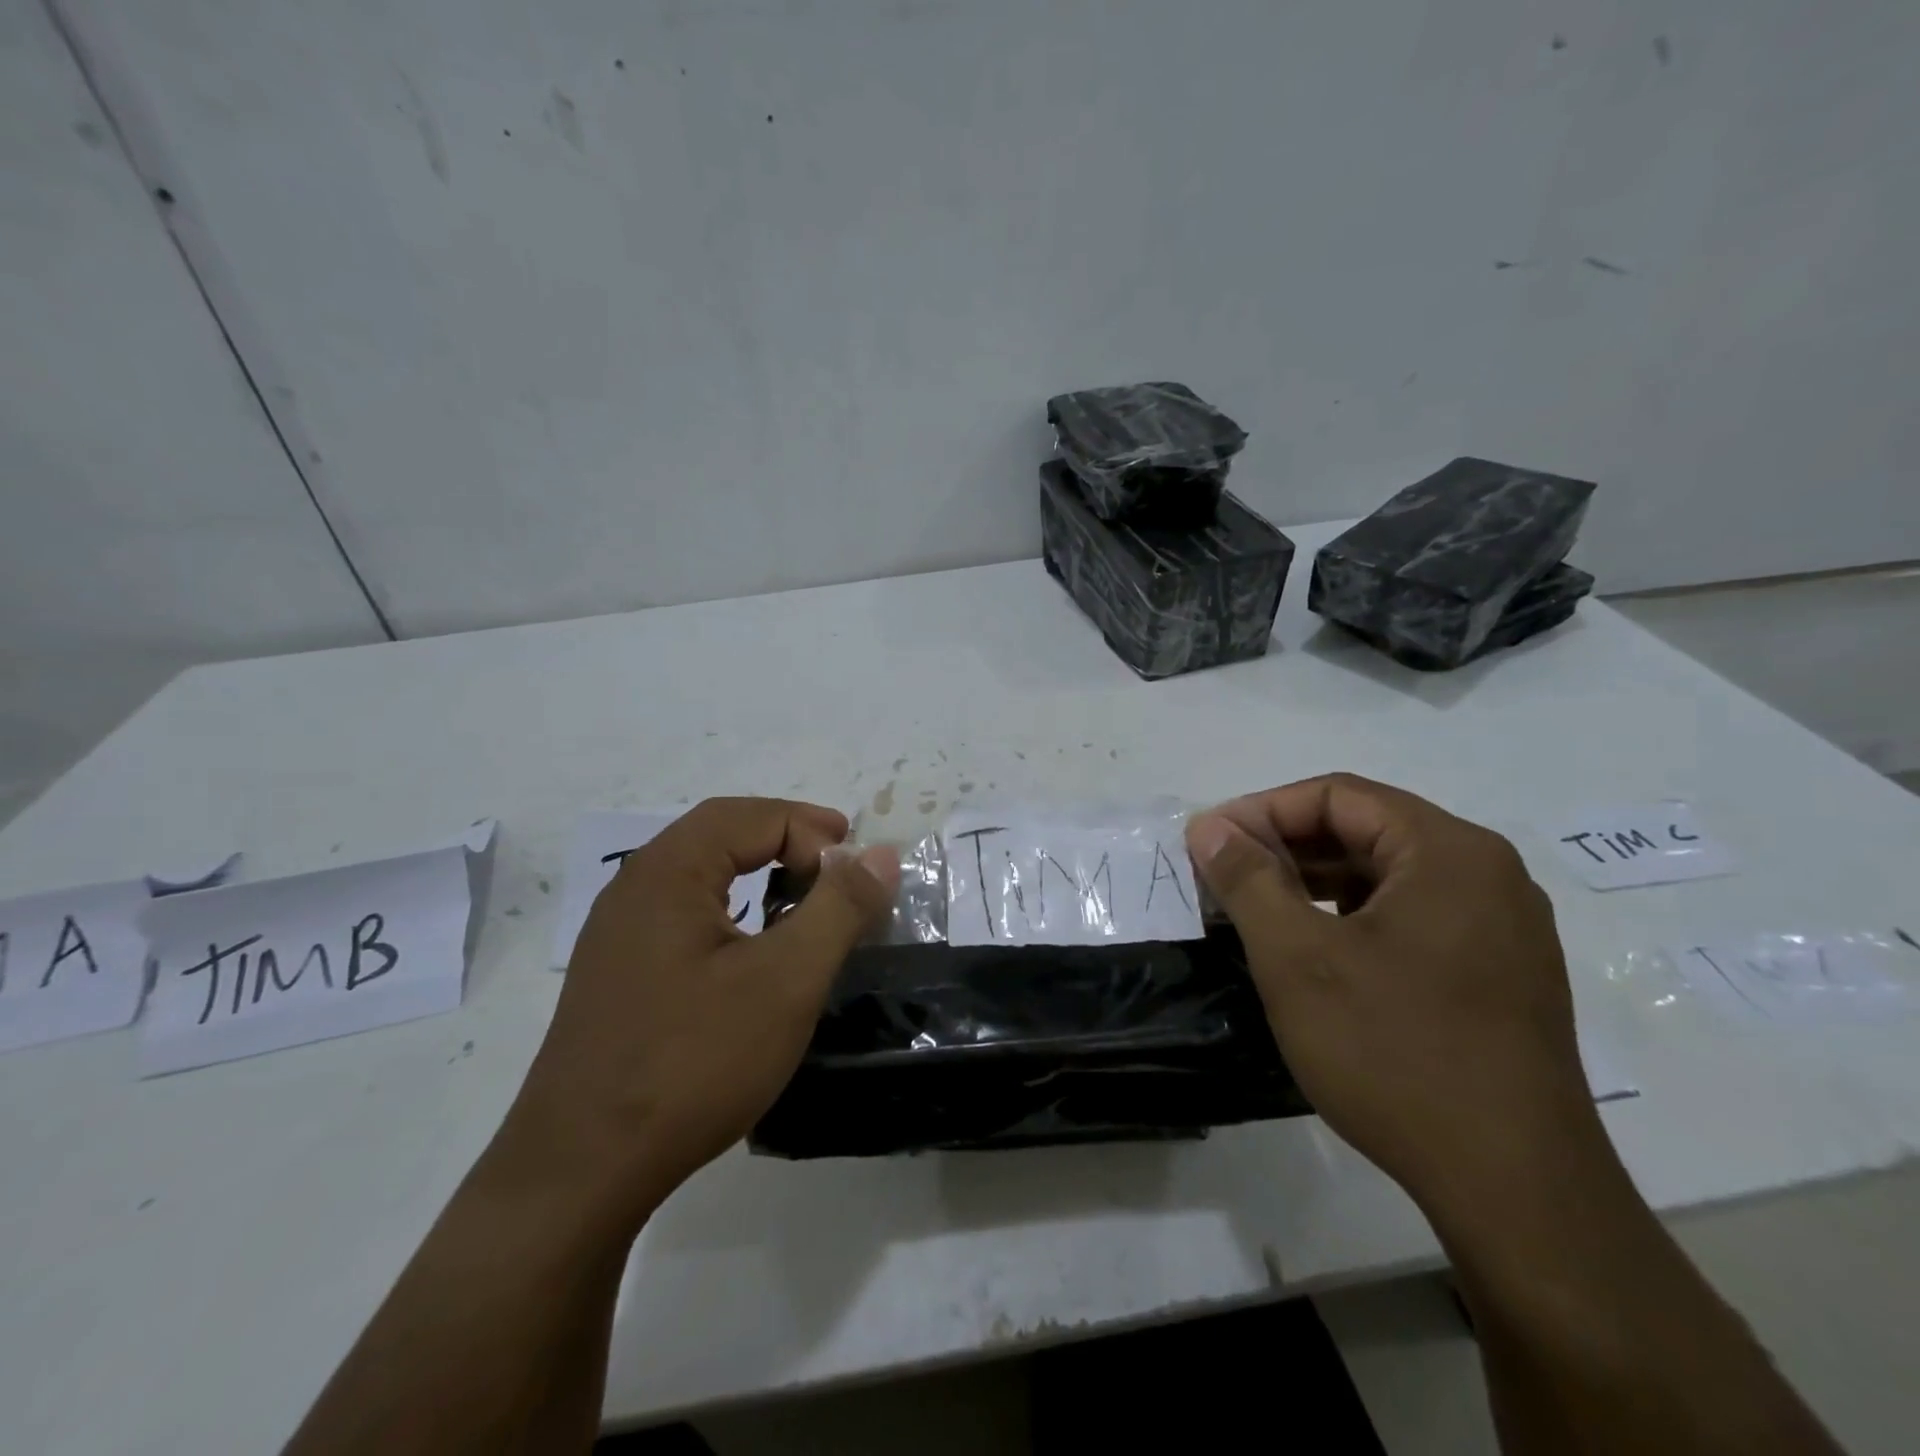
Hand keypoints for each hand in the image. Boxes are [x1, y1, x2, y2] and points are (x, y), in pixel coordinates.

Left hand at [505, 798, 898, 1213]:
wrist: (581, 1173)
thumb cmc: (692, 1062)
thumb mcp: (786, 980)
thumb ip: (838, 907)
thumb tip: (880, 853)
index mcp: (668, 871)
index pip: (755, 816)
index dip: (815, 833)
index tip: (858, 877)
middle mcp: (635, 886)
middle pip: (722, 831)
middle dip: (788, 839)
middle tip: (839, 868)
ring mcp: (618, 932)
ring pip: (702, 872)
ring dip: (759, 870)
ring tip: (804, 899)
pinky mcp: (617, 973)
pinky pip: (684, 911)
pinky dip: (732, 907)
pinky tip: (754, 948)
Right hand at [1185, 774, 1600, 1216]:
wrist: (1514, 1190)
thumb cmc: (1395, 1053)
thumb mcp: (1297, 958)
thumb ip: (1248, 880)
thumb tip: (1210, 828)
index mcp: (1449, 852)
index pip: (1337, 796)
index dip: (1262, 810)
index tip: (1209, 843)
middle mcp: (1487, 874)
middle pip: (1366, 829)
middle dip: (1286, 845)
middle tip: (1224, 875)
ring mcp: (1502, 926)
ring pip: (1388, 874)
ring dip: (1315, 880)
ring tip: (1257, 909)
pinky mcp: (1501, 973)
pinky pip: (1413, 914)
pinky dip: (1352, 916)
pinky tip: (1313, 947)